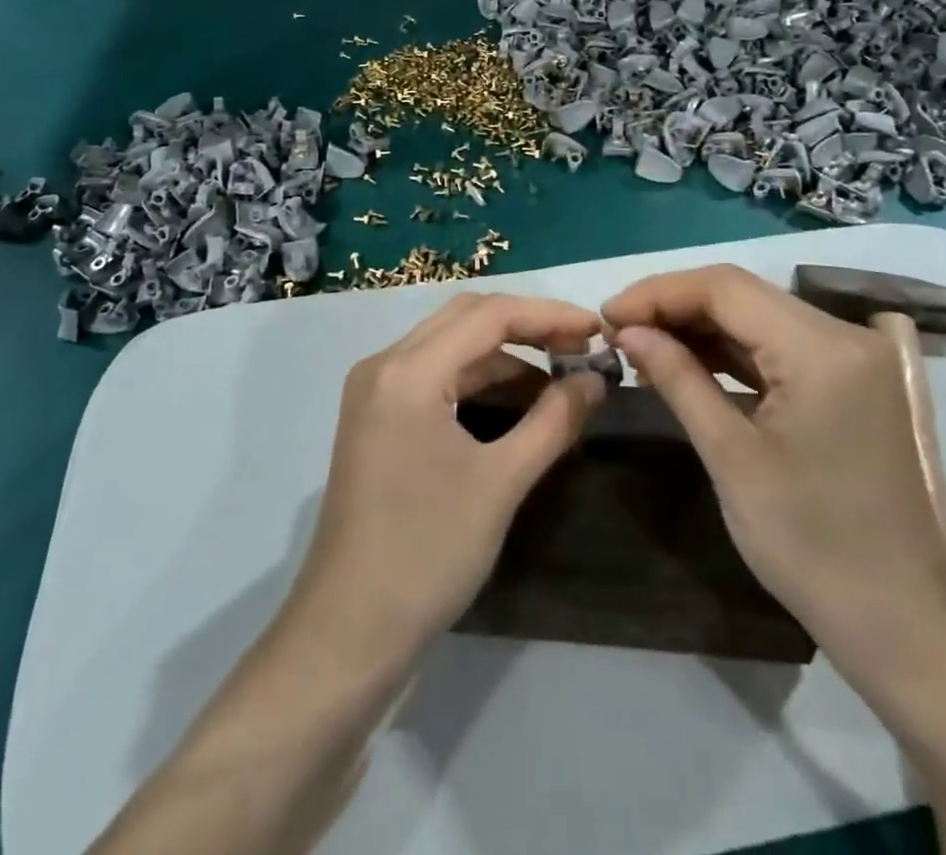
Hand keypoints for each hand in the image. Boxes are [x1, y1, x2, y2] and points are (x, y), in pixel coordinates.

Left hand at [286, 293, 606, 669]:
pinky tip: (516, 403)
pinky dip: (477, 379)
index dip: (548, 315)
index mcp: (407, 371)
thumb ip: (553, 421)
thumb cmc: (427, 553)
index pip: (488, 315)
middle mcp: (384, 365)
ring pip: (450, 346)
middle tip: (579, 346)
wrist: (349, 630)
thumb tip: (595, 379)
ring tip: (558, 377)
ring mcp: (374, 391)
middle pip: (465, 318)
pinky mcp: (375, 416)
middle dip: (526, 326)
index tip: (596, 329)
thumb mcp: (501, 483)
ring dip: (503, 355)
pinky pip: (434, 375)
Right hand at [604, 266, 945, 662]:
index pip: (725, 288)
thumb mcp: (731, 457)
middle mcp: (845, 336)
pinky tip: (686, 362)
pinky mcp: (849, 381)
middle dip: (673, 306)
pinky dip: (728, 351)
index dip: (658, 293)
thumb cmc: (811, 545)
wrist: (902, 625)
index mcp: (824, 350)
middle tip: (617, 332)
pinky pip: (776, 346)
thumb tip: (627, 331)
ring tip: (640, 346)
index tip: (606, 316)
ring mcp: (852, 358)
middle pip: (741, 295)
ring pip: (756, 316)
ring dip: (697, 327)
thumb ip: (677, 378)